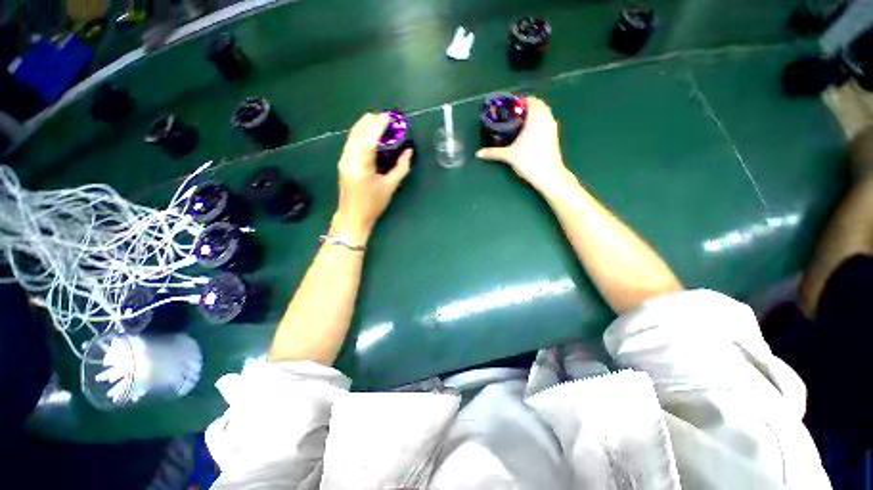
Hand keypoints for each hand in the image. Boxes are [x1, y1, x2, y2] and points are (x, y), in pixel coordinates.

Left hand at [333, 113, 412, 242]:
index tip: (390, 116)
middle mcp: (349, 157)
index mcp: (361, 164)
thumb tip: (409, 152)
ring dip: (365, 126)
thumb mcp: (390, 186)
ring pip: (353, 135)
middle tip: (386, 118)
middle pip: (357, 131)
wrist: (352, 217)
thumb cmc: (373, 204)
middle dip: (371, 121)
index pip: (369, 138)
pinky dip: (361, 134)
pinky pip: (352, 142)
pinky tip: (370, 136)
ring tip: (379, 123)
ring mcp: (344, 159)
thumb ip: (401, 167)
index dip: (379, 125)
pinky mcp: (343, 162)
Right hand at [476, 97, 570, 192]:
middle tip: (512, 116)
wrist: (549, 175)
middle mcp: (546, 119)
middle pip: (538, 105)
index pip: (530, 100)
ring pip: (544, 113)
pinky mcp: (554, 136)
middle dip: (526, 107)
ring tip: (520, 123)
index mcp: (536, 118)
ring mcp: (552, 127)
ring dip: (534, 114)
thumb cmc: (529, 161)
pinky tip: (529, 133)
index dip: (519, 101)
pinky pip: (546, 121)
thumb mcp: (509, 156)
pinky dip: (539, 121)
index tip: (509, 108)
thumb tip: (478, 153)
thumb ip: (493, 152)